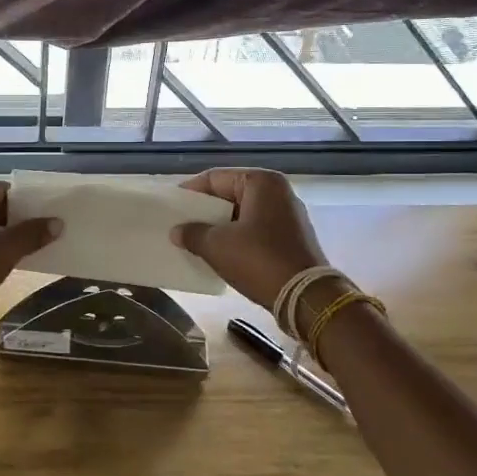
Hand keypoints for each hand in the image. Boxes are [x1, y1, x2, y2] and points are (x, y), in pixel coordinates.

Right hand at [170, 168, 326, 309]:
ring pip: (243, 214)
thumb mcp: (216, 245)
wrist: (306, 297)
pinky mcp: (293, 237)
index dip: (189, 192)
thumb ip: (192, 233)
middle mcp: (278, 192)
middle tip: (180, 225)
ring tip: (196, 240)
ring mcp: (289, 215)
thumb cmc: (258, 260)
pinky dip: (237, 238)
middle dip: (205, 211)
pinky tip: (220, 253)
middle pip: (230, 194)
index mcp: (261, 182)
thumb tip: (177, 232)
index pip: (214, 178)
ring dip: (220, 226)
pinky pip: (256, 230)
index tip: (171, 208)